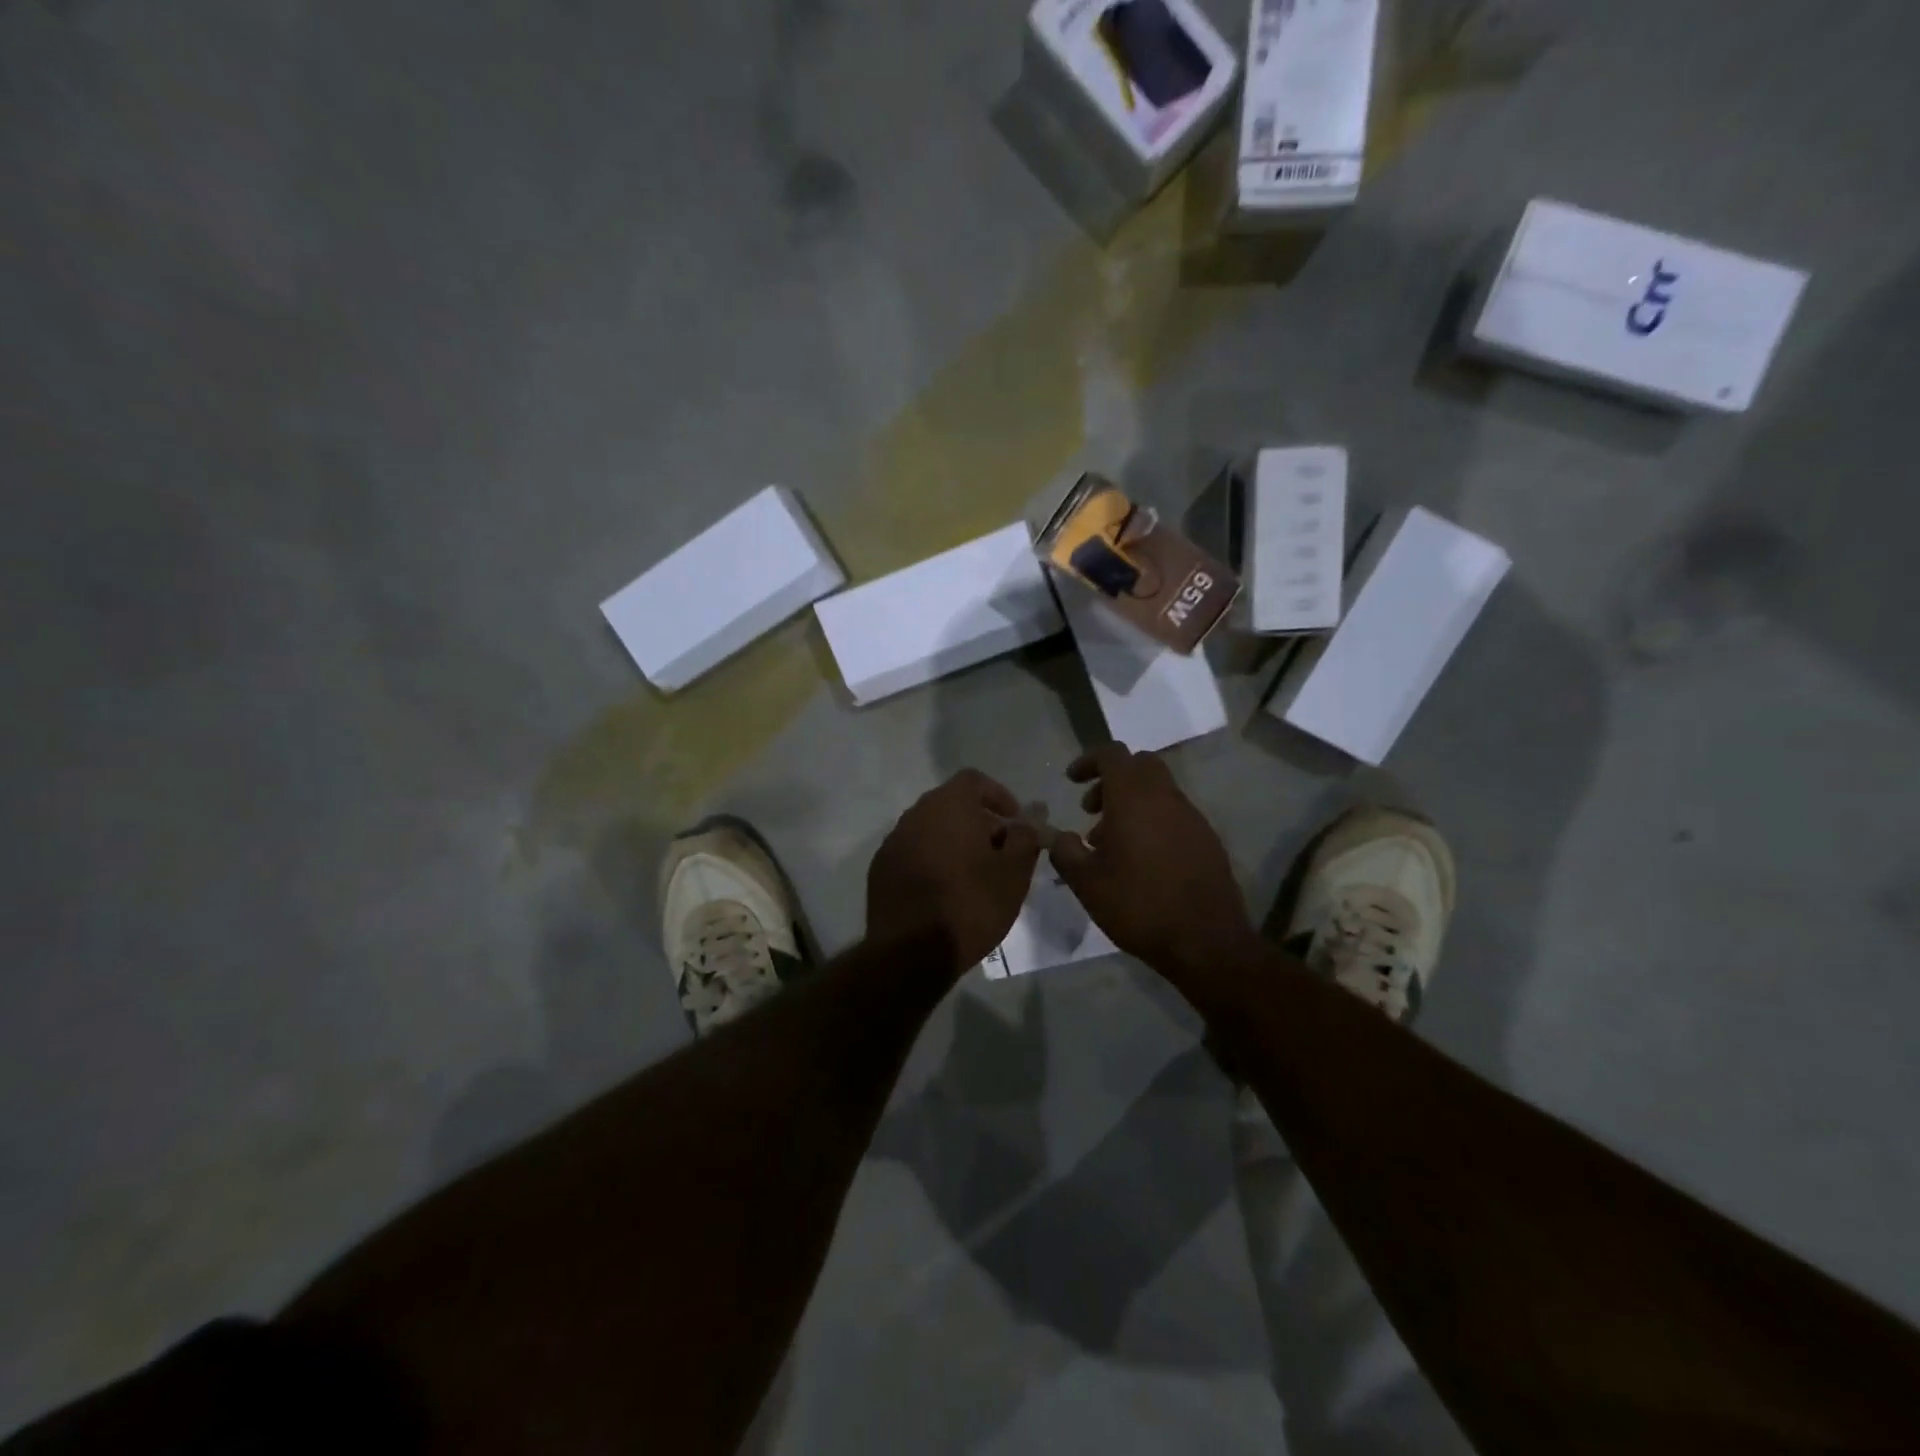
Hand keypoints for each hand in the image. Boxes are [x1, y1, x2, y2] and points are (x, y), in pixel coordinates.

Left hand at [867, 769, 1041, 971]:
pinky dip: (932, 860)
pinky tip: (945, 891)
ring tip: (975, 874)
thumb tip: (1032, 815)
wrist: (910, 953)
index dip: (999, 796)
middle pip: (952, 803)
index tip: (1015, 824)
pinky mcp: (880, 868)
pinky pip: (913, 852)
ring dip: (954, 841)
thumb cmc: (971, 906)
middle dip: (979, 821)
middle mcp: (915, 814)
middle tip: (1001, 852)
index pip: (975, 780)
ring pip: (931, 828)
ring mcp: (893, 841)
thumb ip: (1025, 836)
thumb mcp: (1014, 873)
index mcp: (948, 806)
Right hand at [1051, 745, 1258, 985]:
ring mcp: (1192, 817)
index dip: (1088, 760)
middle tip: (1091, 810)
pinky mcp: (1207, 839)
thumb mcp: (1087, 883)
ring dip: (1132, 803)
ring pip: (1158, 791)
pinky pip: (1174, 815)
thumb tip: (1057, 836)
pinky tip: (1141, 860)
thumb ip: (1065, 852)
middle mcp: (1166, 798)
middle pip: (1139, 765)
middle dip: (1112, 779)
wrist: (1206, 941)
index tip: (1071, 781)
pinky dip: (1153, 821)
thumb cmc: (1138, 906)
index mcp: (1134, 798)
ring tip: (1110, 843)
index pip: (1113, 754)